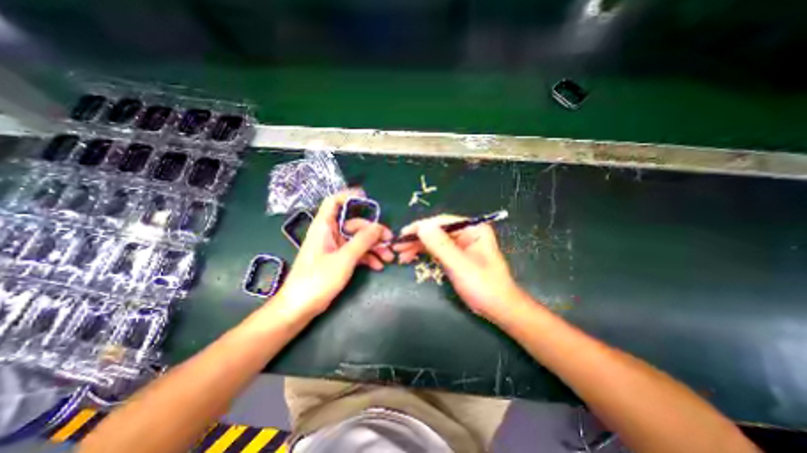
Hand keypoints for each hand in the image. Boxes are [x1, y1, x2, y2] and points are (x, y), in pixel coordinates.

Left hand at [272, 189, 396, 320]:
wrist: (299, 308)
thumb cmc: (317, 280)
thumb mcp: (344, 259)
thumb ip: (362, 240)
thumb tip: (378, 226)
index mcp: (324, 227)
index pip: (334, 202)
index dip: (349, 196)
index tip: (368, 198)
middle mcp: (329, 234)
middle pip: (354, 224)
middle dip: (373, 232)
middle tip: (390, 241)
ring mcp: (334, 248)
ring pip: (358, 240)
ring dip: (374, 247)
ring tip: (388, 258)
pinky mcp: (338, 260)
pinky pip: (356, 253)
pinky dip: (367, 258)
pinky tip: (378, 266)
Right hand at [394, 214, 527, 321]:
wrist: (498, 308)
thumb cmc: (483, 286)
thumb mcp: (460, 265)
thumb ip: (441, 245)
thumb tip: (421, 227)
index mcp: (473, 229)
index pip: (442, 222)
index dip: (421, 227)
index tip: (403, 234)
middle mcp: (467, 233)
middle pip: (437, 231)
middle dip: (417, 239)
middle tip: (398, 247)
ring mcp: (461, 244)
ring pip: (435, 241)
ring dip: (417, 247)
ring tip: (401, 255)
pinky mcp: (457, 256)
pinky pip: (437, 250)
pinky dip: (424, 254)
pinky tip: (411, 258)